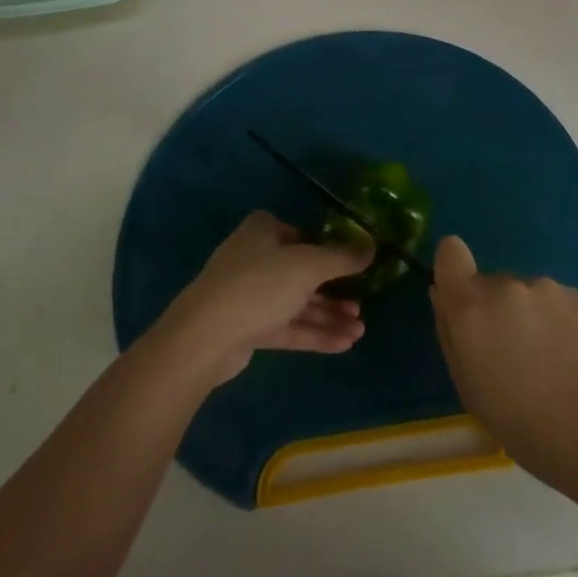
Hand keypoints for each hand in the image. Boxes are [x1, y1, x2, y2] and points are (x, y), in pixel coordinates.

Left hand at [163, 212, 370, 383]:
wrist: (205, 337)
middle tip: (362, 304)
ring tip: (360, 330)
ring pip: (297, 303)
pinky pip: (288, 327)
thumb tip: (373, 245)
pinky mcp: (248, 328)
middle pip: (302, 271)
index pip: (297, 232)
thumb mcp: (308, 265)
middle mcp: (254, 259)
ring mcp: (249, 296)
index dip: (323, 244)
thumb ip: (343, 257)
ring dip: (328, 315)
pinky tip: (344, 344)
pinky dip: (314, 333)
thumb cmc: (260, 285)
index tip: (349, 260)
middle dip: (334, 290)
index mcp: (262, 232)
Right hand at [430, 235, 577, 486]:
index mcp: (472, 307)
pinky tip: (577, 363)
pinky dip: (560, 326)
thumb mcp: (471, 391)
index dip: (453, 271)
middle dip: (496, 313)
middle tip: (514, 360)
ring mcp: (550, 288)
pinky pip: (558, 305)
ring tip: (552, 368)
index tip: (462, 303)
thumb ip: (452, 335)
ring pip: (527, 296)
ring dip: (530, 320)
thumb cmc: (528, 427)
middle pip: (491, 285)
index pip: (450, 252)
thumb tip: (444, 297)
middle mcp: (508, 286)